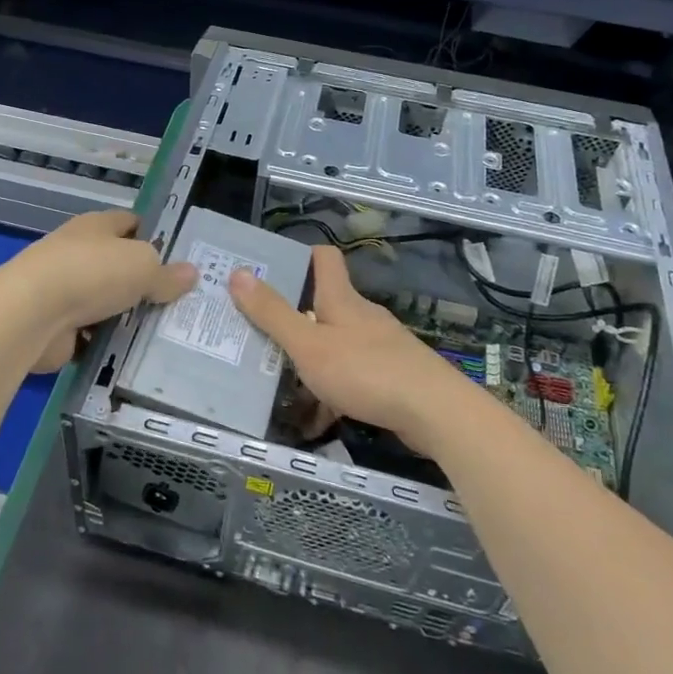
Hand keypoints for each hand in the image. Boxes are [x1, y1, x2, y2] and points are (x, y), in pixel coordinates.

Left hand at [3, 211, 196, 372]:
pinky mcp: (57, 325)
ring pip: (106, 301)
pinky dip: (108, 343)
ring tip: (165, 332)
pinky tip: (134, 354)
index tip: (179, 257)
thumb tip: (191, 273)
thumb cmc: (91, 272)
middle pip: (118, 264)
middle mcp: (78, 252)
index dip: (154, 235)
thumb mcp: (142, 266)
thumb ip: (166, 273)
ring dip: (126, 315)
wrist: (31, 314)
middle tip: (180, 301)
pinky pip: (92, 333)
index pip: (130, 223)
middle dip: (144, 282)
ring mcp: (64, 290)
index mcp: (96, 226)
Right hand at [229, 246, 480, 452]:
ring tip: (280, 380)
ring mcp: (380, 346)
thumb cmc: (365, 371)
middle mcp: (362, 316)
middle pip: (324, 305)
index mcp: (341, 300)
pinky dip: (333, 390)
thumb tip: (238, 272)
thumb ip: (273, 313)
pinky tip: (318, 416)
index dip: (301, 256)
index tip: (271, 268)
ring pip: (337, 344)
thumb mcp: (308, 345)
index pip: (324, 258)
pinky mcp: (392, 375)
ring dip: (312, 357)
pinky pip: (353, 375)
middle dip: (294, 317)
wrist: (434, 412)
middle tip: (258, 332)